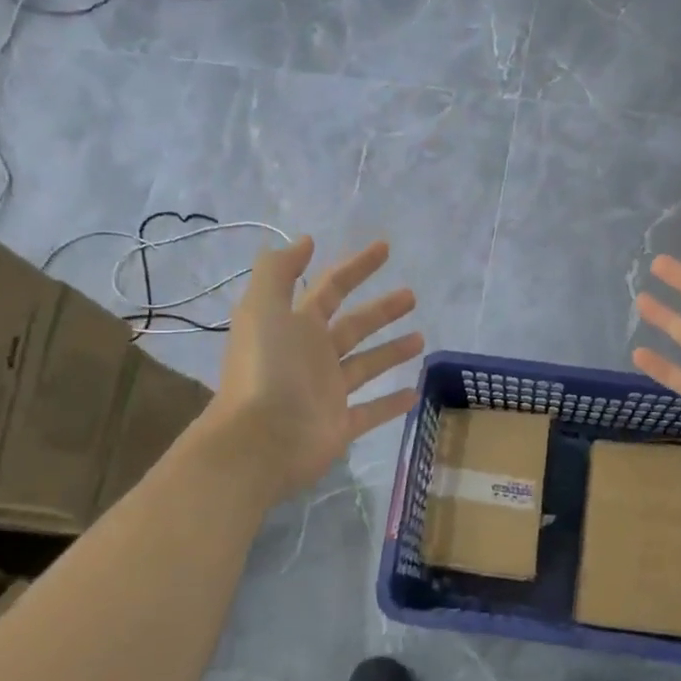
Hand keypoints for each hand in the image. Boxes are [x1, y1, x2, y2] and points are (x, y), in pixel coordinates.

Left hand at [201, 236, 422, 502]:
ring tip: (421, 338)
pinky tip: (415, 394)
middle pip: (353, 325)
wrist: (258, 440)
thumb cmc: (266, 369)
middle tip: (411, 296)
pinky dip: (391, 404)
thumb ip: (279, 271)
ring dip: (391, 351)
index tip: (385, 248)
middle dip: (381, 310)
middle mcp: (311, 355)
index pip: (330, 287)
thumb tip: (305, 241)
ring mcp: (326, 392)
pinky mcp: (339, 425)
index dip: (356, 266)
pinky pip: (371, 411)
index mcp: (294, 325)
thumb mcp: (263, 307)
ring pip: (366, 365)